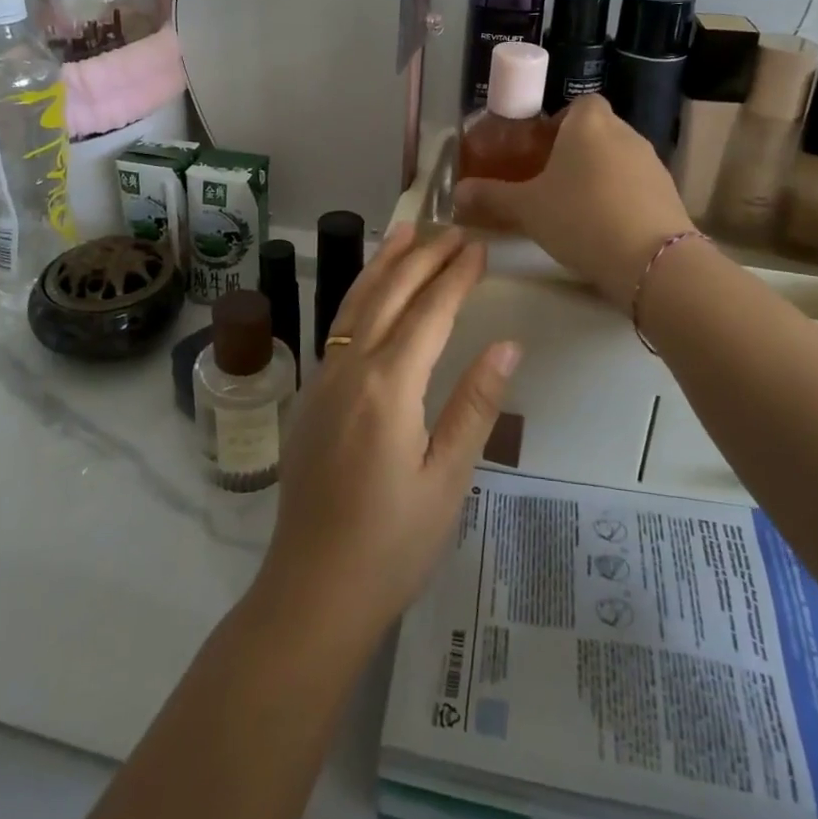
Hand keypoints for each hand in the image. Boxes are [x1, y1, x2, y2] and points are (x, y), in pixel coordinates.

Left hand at [253, 224, 518, 639]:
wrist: (313, 590)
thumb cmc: (392, 543)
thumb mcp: (448, 479)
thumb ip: (475, 405)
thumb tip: (507, 342)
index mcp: (389, 386)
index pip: (429, 312)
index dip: (456, 276)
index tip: (479, 247)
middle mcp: (350, 369)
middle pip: (390, 294)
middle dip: (423, 256)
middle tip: (453, 228)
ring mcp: (323, 378)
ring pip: (356, 302)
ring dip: (383, 263)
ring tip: (405, 230)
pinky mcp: (310, 394)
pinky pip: (339, 326)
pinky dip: (359, 294)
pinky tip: (371, 290)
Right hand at [454, 94, 690, 305]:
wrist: (651, 260)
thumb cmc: (579, 217)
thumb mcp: (526, 209)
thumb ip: (491, 197)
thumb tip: (456, 194)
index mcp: (588, 123)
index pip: (578, 104)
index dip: (560, 123)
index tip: (541, 151)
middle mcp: (624, 132)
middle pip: (597, 131)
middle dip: (576, 152)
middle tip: (550, 183)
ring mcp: (652, 162)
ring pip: (617, 159)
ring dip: (599, 176)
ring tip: (576, 210)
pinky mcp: (669, 192)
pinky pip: (636, 185)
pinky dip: (621, 198)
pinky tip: (605, 228)